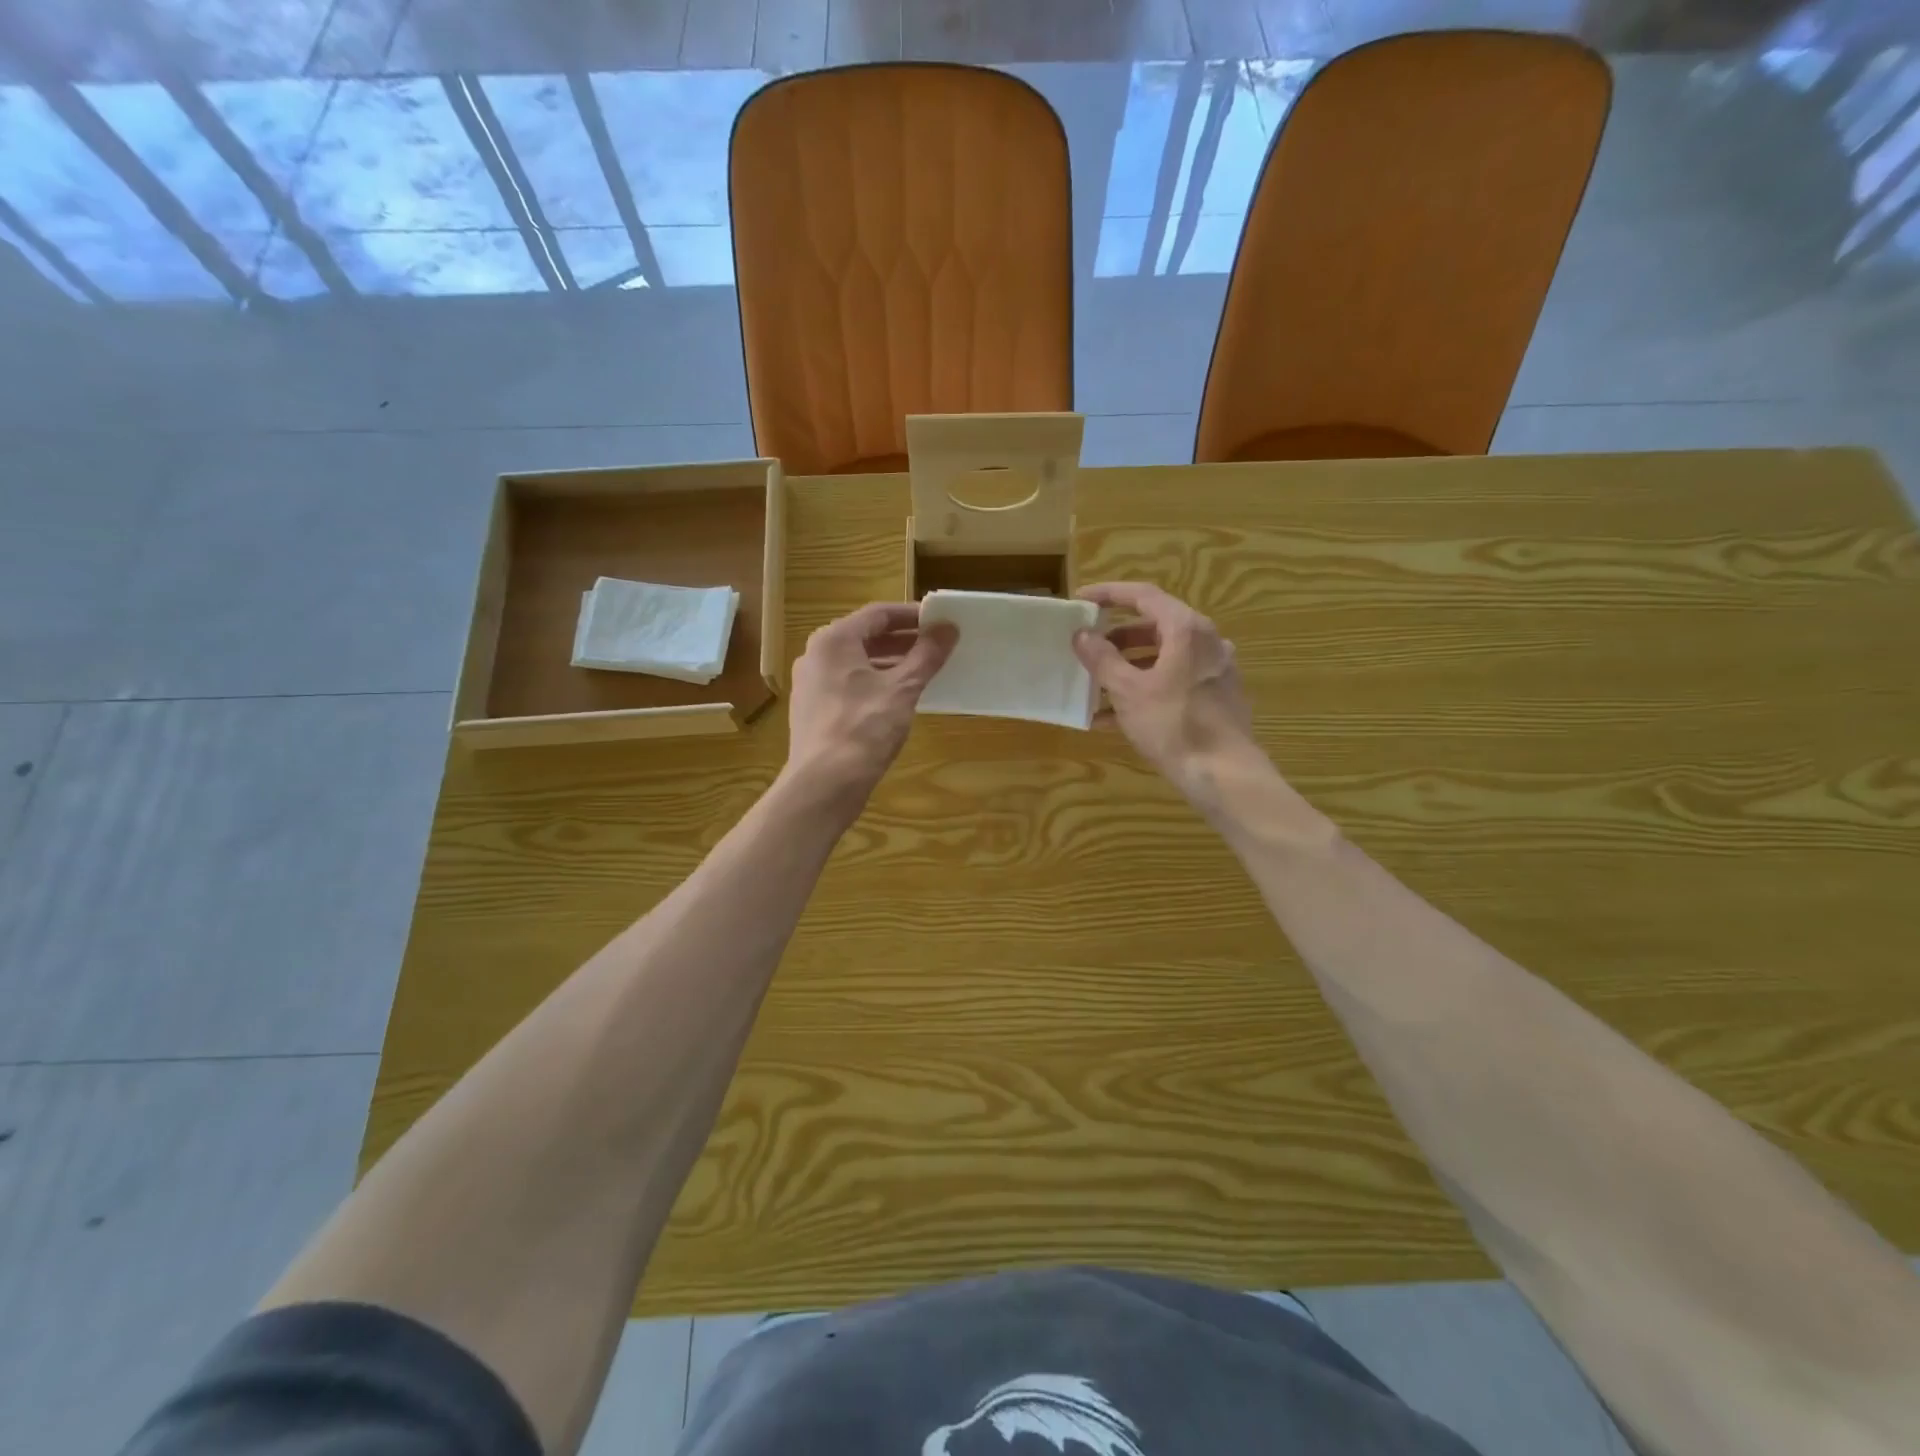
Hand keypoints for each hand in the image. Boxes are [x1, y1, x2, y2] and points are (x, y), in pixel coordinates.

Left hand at [783, 603, 957, 814]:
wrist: (824, 783)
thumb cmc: (864, 728)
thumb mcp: (903, 688)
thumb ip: (926, 655)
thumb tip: (948, 628)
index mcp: (833, 640)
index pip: (878, 614)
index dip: (912, 616)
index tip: (939, 622)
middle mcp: (816, 655)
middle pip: (865, 637)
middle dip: (902, 640)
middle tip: (936, 646)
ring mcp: (811, 684)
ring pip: (856, 663)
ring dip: (889, 663)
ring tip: (922, 672)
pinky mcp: (813, 710)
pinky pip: (848, 685)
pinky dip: (874, 683)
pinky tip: (897, 699)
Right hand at [1072, 582, 1260, 811]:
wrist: (1224, 774)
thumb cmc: (1173, 725)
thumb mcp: (1128, 691)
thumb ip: (1103, 659)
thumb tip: (1082, 635)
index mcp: (1186, 629)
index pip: (1143, 595)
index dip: (1109, 594)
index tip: (1080, 601)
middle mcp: (1207, 641)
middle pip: (1155, 626)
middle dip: (1117, 637)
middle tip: (1088, 648)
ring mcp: (1215, 669)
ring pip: (1165, 656)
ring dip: (1129, 666)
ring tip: (1097, 686)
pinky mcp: (1218, 696)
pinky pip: (1175, 680)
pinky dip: (1147, 688)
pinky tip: (1116, 718)